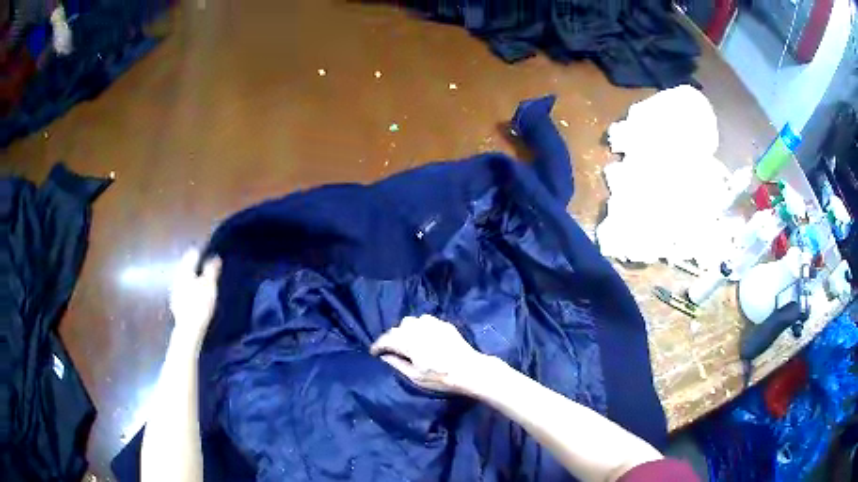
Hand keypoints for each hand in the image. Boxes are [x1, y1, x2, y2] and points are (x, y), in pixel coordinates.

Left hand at [169, 249, 220, 344]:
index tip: (212, 253)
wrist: (188, 329)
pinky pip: (184, 288)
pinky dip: (191, 287)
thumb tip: (215, 257)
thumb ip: (211, 269)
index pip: (193, 253)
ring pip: (185, 277)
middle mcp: (177, 276)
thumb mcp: (209, 285)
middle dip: (198, 264)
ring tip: (205, 281)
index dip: (203, 251)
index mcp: (185, 269)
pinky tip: (197, 294)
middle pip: (187, 264)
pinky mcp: (176, 301)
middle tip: (210, 267)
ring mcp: (175, 289)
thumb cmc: (200, 304)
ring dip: (194, 276)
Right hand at [370, 315, 490, 394]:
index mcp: (409, 342)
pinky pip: (425, 320)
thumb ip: (397, 363)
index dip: (378, 345)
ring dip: (405, 330)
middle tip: (390, 349)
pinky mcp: (444, 324)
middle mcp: (418, 328)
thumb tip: (385, 356)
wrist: (469, 370)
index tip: (373, 352)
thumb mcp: (415, 376)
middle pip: (398, 328)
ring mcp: (433, 324)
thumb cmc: (440, 377)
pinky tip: (422, 336)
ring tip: (406, 341)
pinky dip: (419, 327)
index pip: (387, 339)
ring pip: (411, 321)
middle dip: (391, 338)